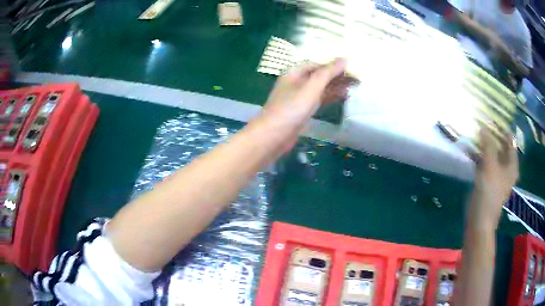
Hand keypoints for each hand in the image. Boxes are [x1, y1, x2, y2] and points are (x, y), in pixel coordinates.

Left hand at [258, 59, 356, 154]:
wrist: (273, 136)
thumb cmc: (291, 108)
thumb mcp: (311, 87)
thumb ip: (328, 73)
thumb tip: (344, 58)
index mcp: (295, 71)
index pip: (319, 63)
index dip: (335, 64)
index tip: (353, 66)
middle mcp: (297, 81)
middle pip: (321, 75)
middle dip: (338, 75)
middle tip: (358, 78)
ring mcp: (300, 96)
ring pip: (321, 87)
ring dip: (337, 86)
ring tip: (355, 85)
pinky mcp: (303, 110)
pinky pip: (320, 99)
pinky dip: (331, 96)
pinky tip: (344, 96)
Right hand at [473, 127, 518, 228]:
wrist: (480, 221)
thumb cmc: (489, 193)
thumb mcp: (490, 165)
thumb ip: (488, 145)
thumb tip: (483, 126)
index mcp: (512, 164)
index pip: (510, 140)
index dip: (502, 128)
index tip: (491, 118)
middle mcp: (507, 169)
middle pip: (502, 147)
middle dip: (493, 136)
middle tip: (482, 124)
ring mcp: (498, 176)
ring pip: (493, 155)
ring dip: (486, 146)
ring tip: (476, 135)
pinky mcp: (489, 183)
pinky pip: (487, 164)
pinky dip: (481, 157)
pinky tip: (473, 152)